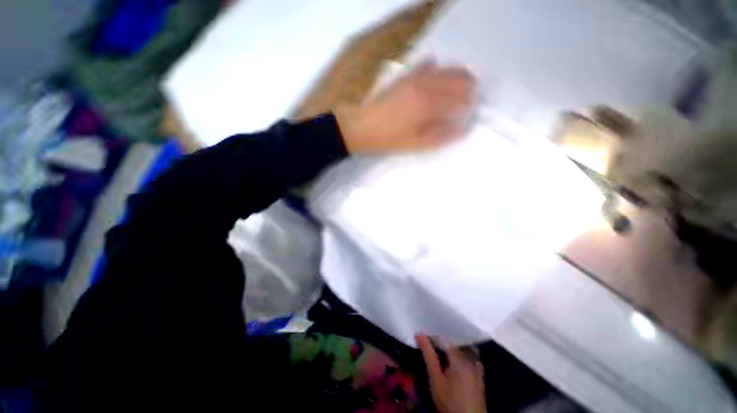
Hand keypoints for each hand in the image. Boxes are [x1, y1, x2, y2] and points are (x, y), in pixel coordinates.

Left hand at [335, 61, 476, 153]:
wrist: (360, 127)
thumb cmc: (388, 139)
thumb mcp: (415, 144)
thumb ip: (440, 136)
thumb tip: (463, 130)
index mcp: (430, 104)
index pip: (460, 97)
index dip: (469, 102)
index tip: (471, 109)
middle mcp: (426, 85)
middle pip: (456, 77)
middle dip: (467, 85)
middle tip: (468, 97)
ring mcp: (413, 78)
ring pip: (443, 69)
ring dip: (454, 75)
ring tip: (456, 87)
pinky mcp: (403, 78)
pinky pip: (423, 66)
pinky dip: (434, 68)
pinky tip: (434, 74)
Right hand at [416, 334, 485, 412]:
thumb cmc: (450, 402)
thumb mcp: (436, 379)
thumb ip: (428, 355)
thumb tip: (419, 333)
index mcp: (461, 356)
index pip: (445, 336)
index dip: (433, 333)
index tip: (423, 331)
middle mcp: (472, 356)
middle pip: (455, 339)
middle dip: (442, 336)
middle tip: (428, 336)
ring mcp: (477, 364)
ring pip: (462, 344)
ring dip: (450, 343)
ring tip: (438, 344)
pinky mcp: (479, 371)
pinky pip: (469, 353)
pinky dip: (459, 350)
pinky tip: (450, 354)